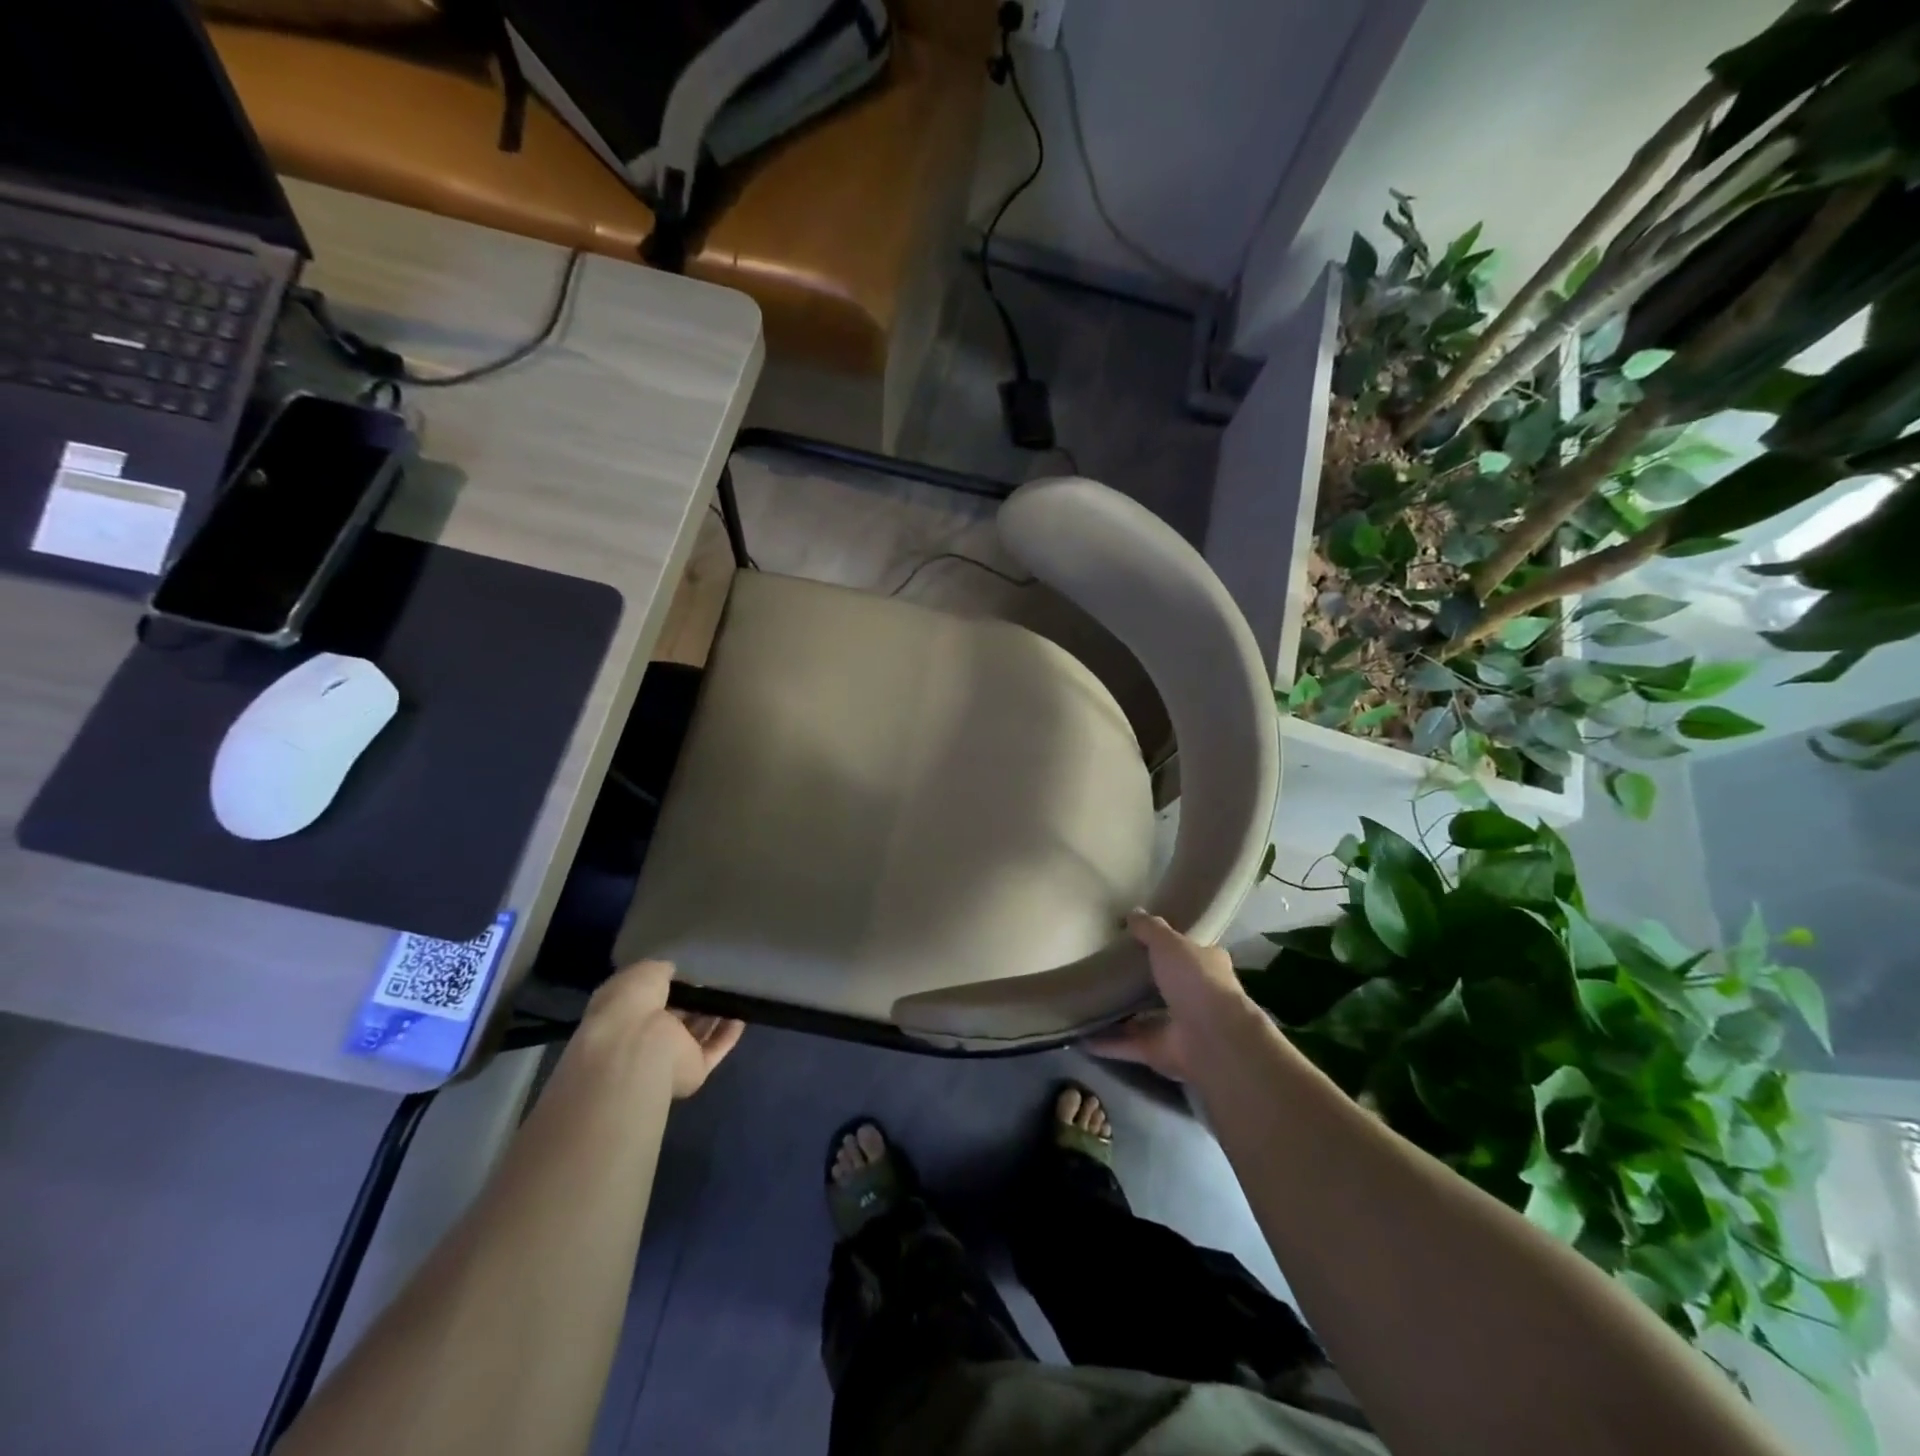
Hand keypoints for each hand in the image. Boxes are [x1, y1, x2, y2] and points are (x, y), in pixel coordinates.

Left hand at [580, 960, 744, 1098]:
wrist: (636, 1049)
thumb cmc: (631, 1004)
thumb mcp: (644, 972)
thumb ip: (661, 971)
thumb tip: (673, 973)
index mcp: (624, 1013)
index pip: (649, 998)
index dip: (669, 985)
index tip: (690, 972)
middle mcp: (644, 1037)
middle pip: (675, 1018)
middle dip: (694, 1002)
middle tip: (716, 983)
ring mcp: (668, 1057)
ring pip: (696, 1034)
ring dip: (714, 1017)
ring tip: (735, 995)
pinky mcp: (692, 1071)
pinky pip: (714, 1050)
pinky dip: (728, 1035)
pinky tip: (742, 1015)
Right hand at [1085, 912, 1247, 1082]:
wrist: (1212, 1038)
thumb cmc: (1196, 980)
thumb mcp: (1169, 943)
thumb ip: (1150, 929)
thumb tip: (1133, 912)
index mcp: (1207, 966)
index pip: (1189, 952)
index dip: (1169, 946)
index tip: (1140, 940)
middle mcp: (1196, 997)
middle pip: (1165, 986)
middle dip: (1141, 982)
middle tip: (1107, 969)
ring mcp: (1178, 1027)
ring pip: (1145, 1019)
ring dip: (1121, 1015)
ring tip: (1088, 1002)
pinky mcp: (1161, 1052)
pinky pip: (1128, 1045)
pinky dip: (1107, 1043)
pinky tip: (1081, 1036)